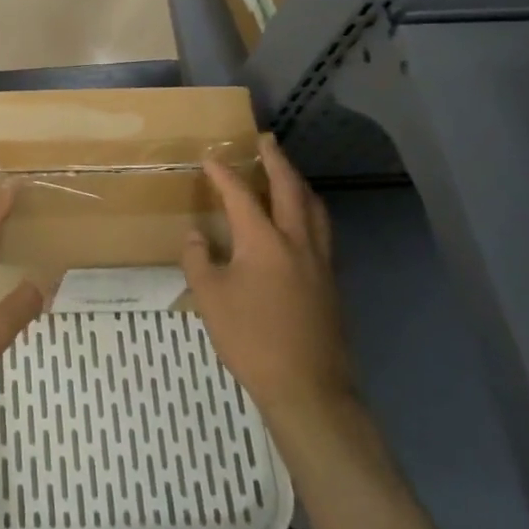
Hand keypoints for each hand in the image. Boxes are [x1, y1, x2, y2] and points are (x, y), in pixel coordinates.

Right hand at [181, 134, 358, 437]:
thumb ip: (199, 260)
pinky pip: (323, 231)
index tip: (210, 157)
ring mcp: (320, 262)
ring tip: (287, 172)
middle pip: (290, 189)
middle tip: (265, 140)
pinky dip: (310, 211)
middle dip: (276, 160)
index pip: (241, 195)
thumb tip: (197, 236)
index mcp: (264, 241)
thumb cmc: (251, 339)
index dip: (223, 173)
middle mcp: (297, 242)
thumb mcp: (210, 298)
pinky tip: (302, 221)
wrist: (307, 388)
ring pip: (315, 208)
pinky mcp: (331, 282)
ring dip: (299, 183)